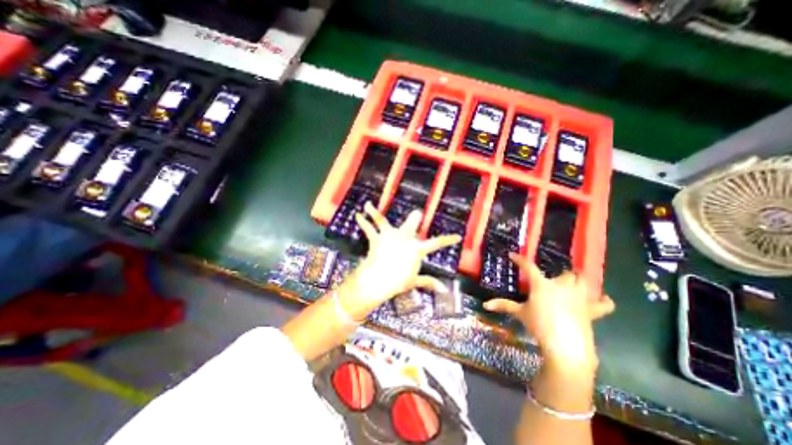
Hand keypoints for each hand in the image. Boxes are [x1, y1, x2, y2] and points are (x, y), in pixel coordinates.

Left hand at [346, 202, 460, 316]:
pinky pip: (370, 228)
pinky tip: (358, 214)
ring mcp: (390, 236)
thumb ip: (429, 282)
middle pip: (411, 225)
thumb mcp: (414, 281)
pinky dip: (363, 221)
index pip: (436, 243)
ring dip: (375, 212)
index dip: (448, 240)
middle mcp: (404, 238)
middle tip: (416, 213)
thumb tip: (444, 288)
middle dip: (414, 218)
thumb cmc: (398, 281)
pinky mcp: (377, 238)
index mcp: (416, 249)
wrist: (379, 280)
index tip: (457, 237)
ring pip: (383, 221)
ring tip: (367, 204)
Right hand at [482, 253, 617, 368]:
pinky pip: (604, 303)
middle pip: (566, 273)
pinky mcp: (592, 310)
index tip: (512, 255)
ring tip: (575, 284)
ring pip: (584, 281)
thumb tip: (485, 304)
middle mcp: (562, 286)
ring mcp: (579, 297)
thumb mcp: (520, 314)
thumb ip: (503, 305)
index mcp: (542, 285)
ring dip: (580, 281)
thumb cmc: (539, 326)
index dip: (519, 259)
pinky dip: (603, 301)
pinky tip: (602, 300)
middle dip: (561, 275)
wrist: (565, 346)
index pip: (528, 267)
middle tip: (554, 280)